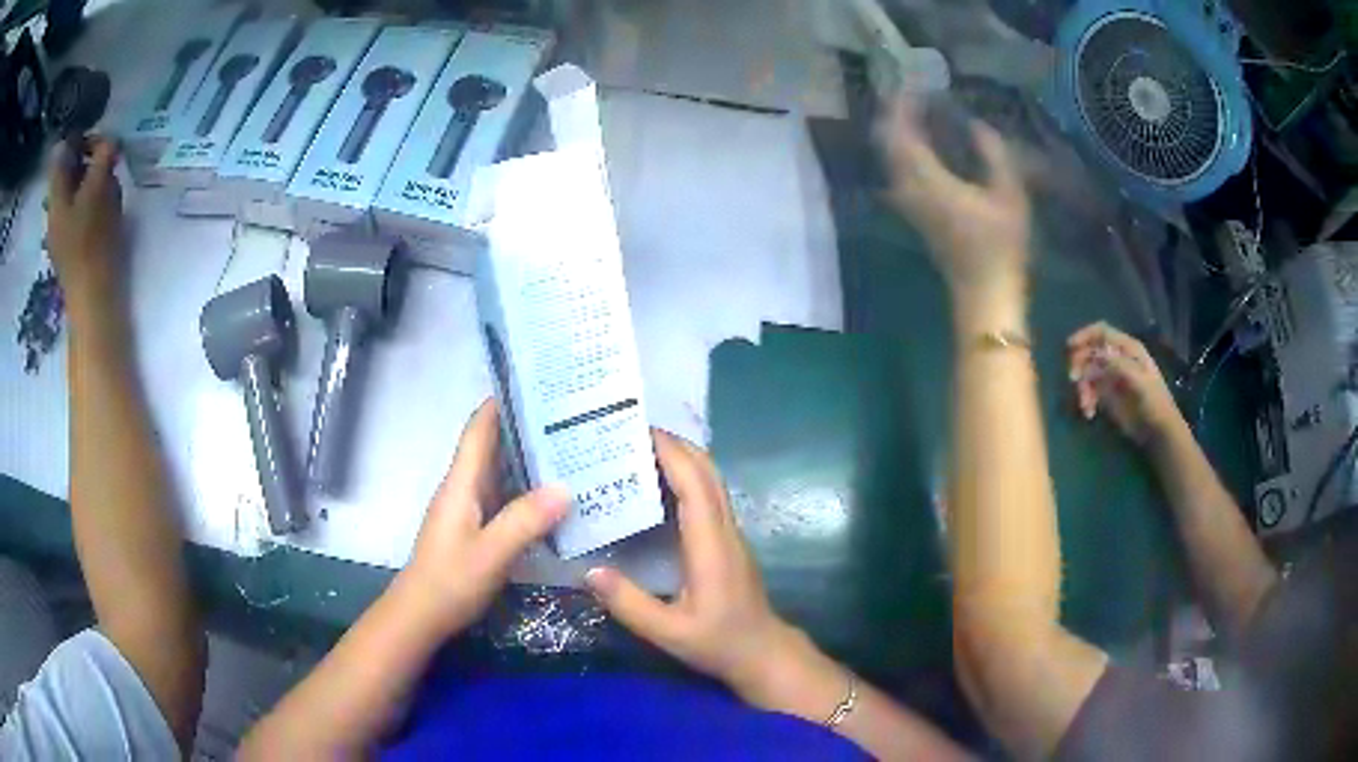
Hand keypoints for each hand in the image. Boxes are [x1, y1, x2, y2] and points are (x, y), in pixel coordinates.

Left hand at [46, 137, 124, 307]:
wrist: (93, 300)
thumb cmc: (92, 241)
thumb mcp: (99, 188)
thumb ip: (102, 156)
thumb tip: (110, 139)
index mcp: (56, 197)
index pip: (61, 154)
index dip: (77, 139)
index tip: (98, 136)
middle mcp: (55, 212)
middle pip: (67, 172)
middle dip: (87, 158)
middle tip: (107, 157)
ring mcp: (61, 233)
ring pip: (74, 191)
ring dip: (91, 180)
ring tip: (108, 184)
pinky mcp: (71, 248)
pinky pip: (79, 212)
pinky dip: (91, 201)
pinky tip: (104, 209)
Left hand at [400, 400, 568, 635]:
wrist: (421, 615)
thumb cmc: (450, 580)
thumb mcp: (491, 552)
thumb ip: (525, 521)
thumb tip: (566, 488)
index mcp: (461, 483)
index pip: (478, 430)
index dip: (501, 403)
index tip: (536, 385)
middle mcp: (463, 489)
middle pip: (492, 447)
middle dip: (524, 429)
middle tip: (570, 419)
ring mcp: (467, 510)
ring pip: (499, 473)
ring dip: (528, 461)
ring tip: (571, 452)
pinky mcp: (474, 530)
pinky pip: (503, 498)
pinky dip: (526, 491)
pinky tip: (554, 499)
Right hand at [586, 432, 846, 720]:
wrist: (762, 652)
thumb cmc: (719, 642)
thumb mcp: (670, 632)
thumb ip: (630, 604)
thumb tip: (589, 571)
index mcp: (711, 544)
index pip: (694, 484)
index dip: (670, 453)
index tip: (638, 430)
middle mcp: (724, 529)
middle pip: (706, 471)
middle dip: (673, 444)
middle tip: (628, 434)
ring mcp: (729, 533)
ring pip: (710, 481)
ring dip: (681, 457)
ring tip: (637, 451)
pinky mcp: (726, 541)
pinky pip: (707, 496)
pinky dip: (685, 478)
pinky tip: (656, 487)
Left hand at [881, 98, 1030, 307]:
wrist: (984, 294)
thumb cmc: (1002, 245)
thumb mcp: (1009, 195)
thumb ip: (993, 154)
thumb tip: (977, 125)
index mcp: (927, 180)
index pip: (900, 132)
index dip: (903, 105)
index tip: (914, 83)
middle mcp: (907, 188)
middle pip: (886, 141)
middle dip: (896, 113)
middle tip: (915, 94)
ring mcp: (906, 203)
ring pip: (889, 156)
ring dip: (899, 131)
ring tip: (920, 112)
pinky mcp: (913, 213)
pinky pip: (898, 169)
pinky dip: (904, 149)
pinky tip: (925, 144)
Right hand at [1068, 322, 1182, 443]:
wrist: (1157, 431)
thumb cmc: (1154, 403)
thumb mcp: (1140, 382)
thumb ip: (1120, 366)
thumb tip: (1097, 355)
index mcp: (1127, 349)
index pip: (1102, 333)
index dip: (1085, 335)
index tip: (1069, 347)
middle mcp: (1117, 358)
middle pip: (1090, 352)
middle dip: (1080, 364)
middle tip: (1073, 380)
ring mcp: (1110, 377)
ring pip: (1087, 373)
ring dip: (1082, 387)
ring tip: (1085, 405)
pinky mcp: (1106, 395)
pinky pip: (1089, 391)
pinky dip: (1086, 400)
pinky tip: (1089, 413)